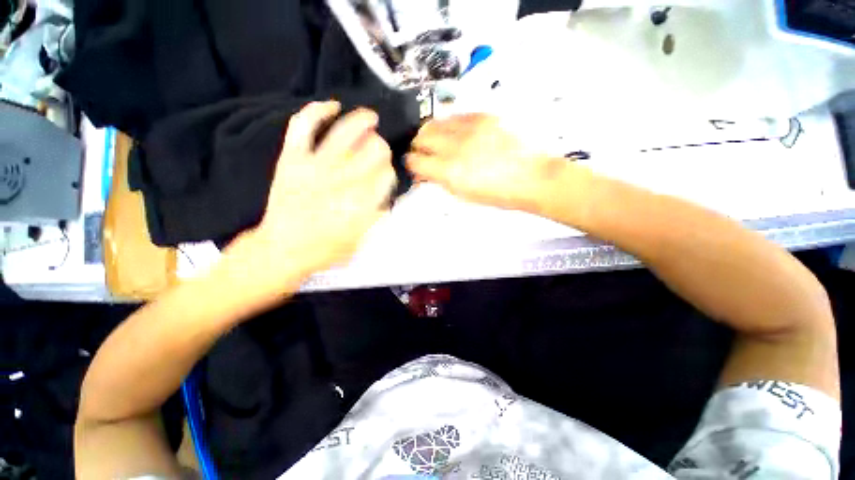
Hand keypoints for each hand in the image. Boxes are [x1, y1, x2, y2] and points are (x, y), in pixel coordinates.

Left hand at [228, 101, 396, 283]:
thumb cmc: (324, 250)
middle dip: (382, 148)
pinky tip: (333, 106)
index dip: (391, 172)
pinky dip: (318, 111)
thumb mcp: (360, 241)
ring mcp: (315, 166)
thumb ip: (376, 217)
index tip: (388, 175)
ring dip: (362, 121)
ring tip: (370, 117)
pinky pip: (304, 126)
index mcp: (361, 202)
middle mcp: (342, 180)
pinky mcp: (292, 159)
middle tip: (380, 151)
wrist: (280, 249)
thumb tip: (385, 198)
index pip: (387, 175)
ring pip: (345, 132)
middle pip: (373, 151)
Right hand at [407, 114, 555, 212]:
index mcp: (451, 171)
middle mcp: (456, 146)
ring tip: (441, 143)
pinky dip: (450, 125)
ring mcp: (470, 128)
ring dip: (432, 133)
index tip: (415, 165)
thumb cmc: (499, 193)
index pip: (415, 160)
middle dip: (419, 145)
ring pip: (435, 121)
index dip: (411, 163)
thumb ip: (440, 180)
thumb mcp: (464, 194)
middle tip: (425, 153)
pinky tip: (457, 134)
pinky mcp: (483, 116)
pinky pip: (455, 115)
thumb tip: (426, 172)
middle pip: (421, 135)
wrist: (531, 177)